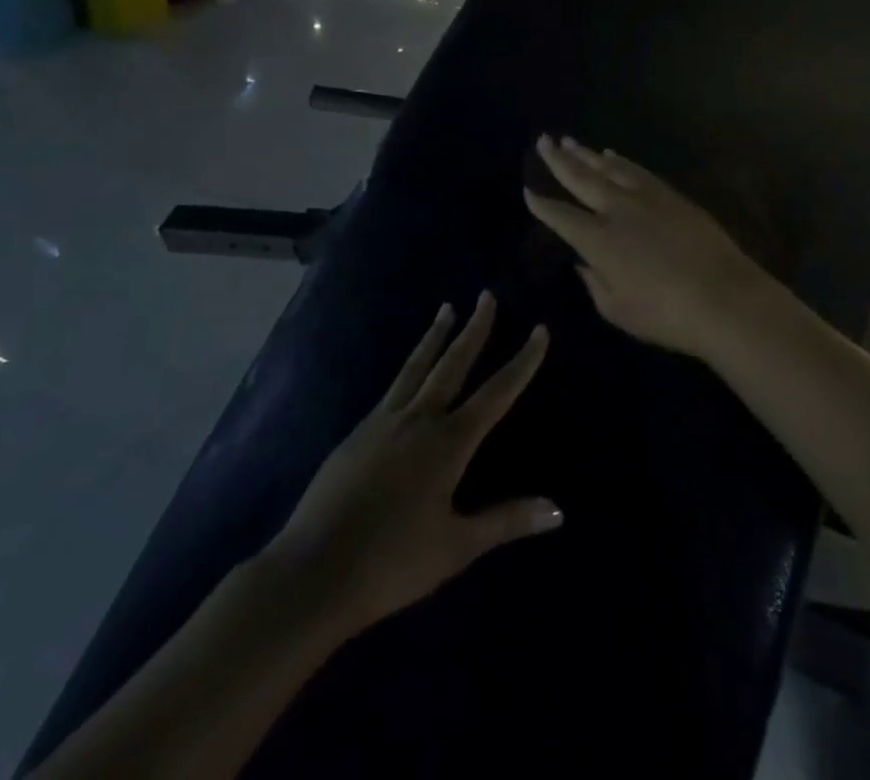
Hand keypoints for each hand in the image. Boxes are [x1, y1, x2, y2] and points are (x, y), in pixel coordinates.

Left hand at [256, 295, 560, 639]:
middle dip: (474, 329)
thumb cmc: (391, 563)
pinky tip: (409, 371)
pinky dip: (408, 367)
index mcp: (449, 443)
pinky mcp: (357, 434)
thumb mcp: (456, 546)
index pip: (497, 392)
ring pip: (417, 367)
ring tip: (446, 308)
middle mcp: (419, 420)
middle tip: (487, 295)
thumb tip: (558, 510)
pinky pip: (392, 388)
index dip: (522, 361)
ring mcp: (383, 422)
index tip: (540, 330)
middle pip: (453, 363)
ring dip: (435, 336)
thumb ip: (506, 520)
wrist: (311, 574)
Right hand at [524, 134, 782, 359]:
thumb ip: (595, 283)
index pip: (561, 216)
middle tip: (544, 140)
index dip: (542, 204)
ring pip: (609, 168)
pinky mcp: (671, 196)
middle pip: (582, 179)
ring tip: (570, 142)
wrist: (723, 296)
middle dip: (559, 160)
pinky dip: (621, 162)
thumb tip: (583, 262)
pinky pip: (638, 171)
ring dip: (587, 154)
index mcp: (598, 240)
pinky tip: (611, 155)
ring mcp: (647, 198)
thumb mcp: (618, 309)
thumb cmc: (665, 314)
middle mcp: (618, 210)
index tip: (528, 190)